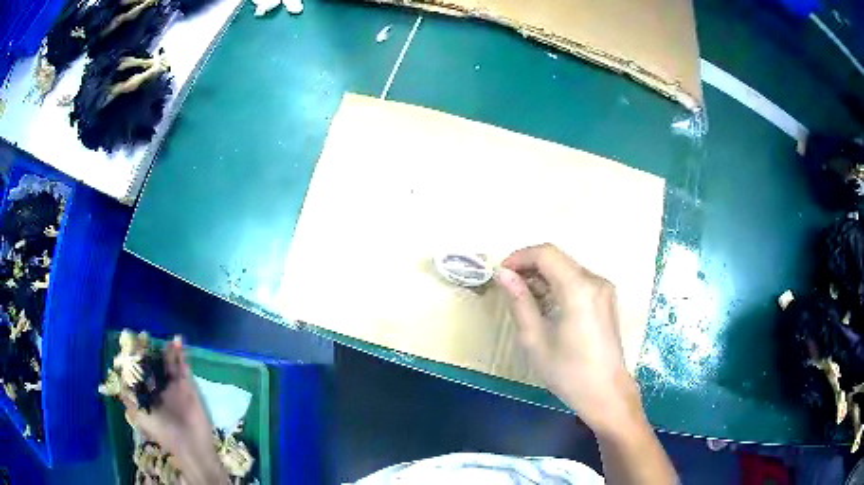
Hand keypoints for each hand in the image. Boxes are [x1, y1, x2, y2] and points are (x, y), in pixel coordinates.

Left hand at [121, 337, 228, 484]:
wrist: (190, 445)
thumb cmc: (162, 431)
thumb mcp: (139, 415)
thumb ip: (128, 397)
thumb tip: (117, 378)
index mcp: (147, 395)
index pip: (139, 372)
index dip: (135, 358)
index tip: (131, 342)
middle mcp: (159, 388)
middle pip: (154, 365)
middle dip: (150, 351)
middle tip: (146, 336)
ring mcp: (174, 386)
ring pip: (169, 363)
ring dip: (167, 351)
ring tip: (165, 337)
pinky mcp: (188, 386)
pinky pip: (183, 367)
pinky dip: (181, 355)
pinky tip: (178, 341)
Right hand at [496, 243, 640, 432]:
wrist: (606, 393)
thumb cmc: (568, 372)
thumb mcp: (535, 339)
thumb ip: (519, 301)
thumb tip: (503, 275)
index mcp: (579, 289)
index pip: (546, 253)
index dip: (519, 257)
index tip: (501, 273)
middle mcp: (595, 280)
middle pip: (557, 259)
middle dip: (529, 267)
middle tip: (508, 287)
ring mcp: (604, 289)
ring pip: (567, 269)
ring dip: (543, 277)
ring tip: (523, 299)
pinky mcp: (606, 299)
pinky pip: (577, 281)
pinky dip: (557, 285)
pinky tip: (545, 305)